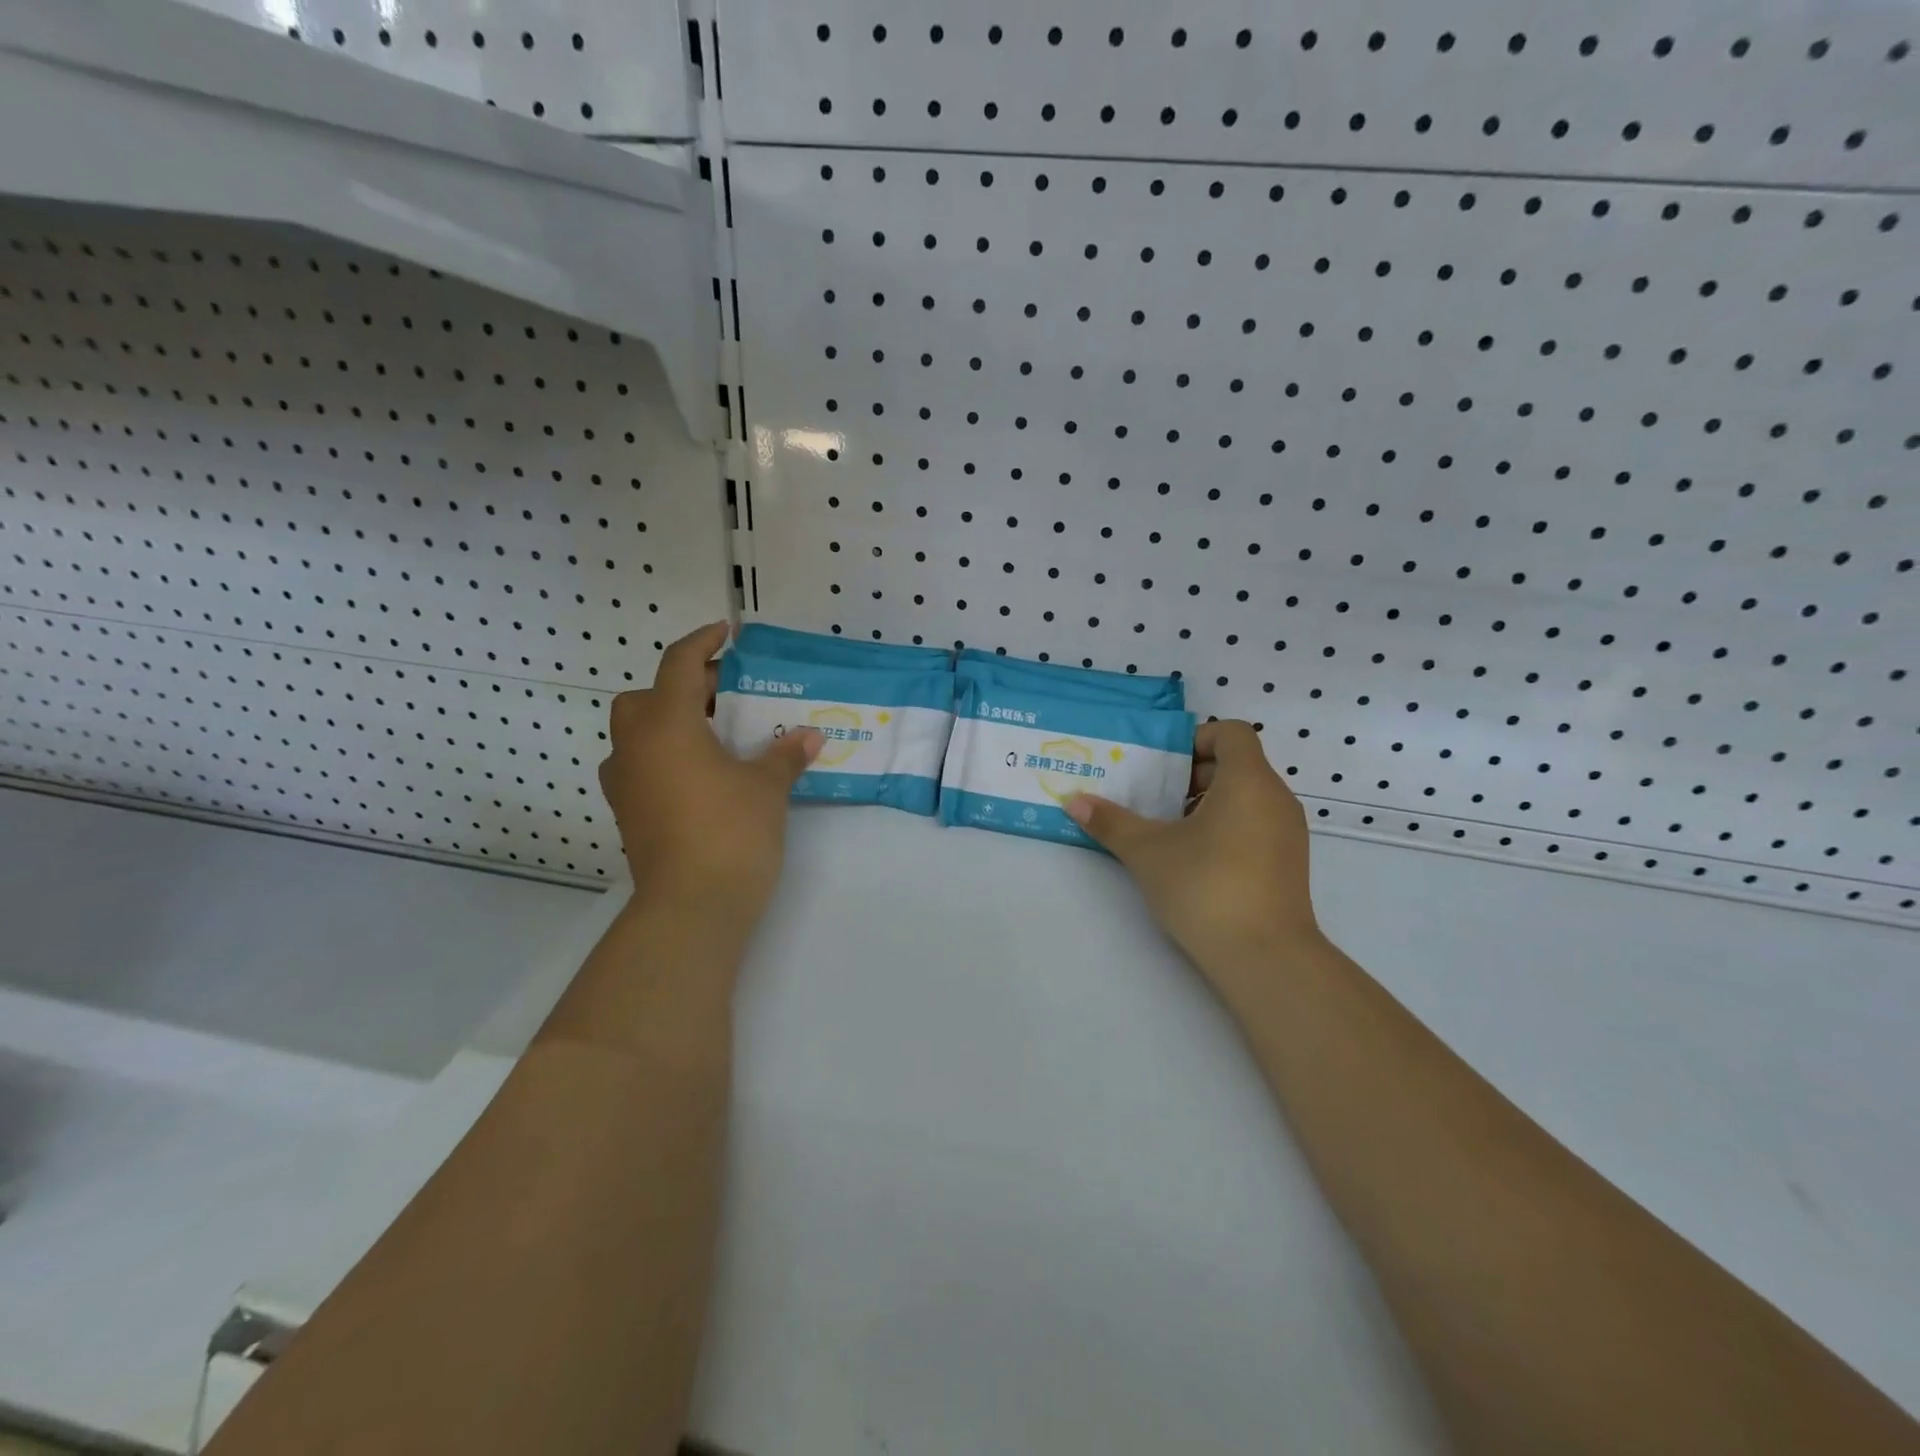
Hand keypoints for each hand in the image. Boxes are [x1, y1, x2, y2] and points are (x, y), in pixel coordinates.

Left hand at [600, 623, 820, 918]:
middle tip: (725, 699)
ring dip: (669, 724)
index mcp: (666, 725)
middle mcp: (634, 747)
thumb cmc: (730, 832)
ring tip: (715, 739)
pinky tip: (701, 777)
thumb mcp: (767, 787)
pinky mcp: (627, 814)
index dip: (702, 642)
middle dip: (682, 688)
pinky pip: (640, 766)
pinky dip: (664, 757)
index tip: (727, 633)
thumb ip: (786, 754)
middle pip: (645, 697)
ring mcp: (625, 783)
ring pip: (637, 734)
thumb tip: (811, 734)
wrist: (691, 908)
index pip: (678, 664)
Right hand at [1066, 721, 1320, 994]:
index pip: (1231, 732)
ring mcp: (1288, 833)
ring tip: (1168, 831)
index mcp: (1248, 781)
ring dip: (1206, 803)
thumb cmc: (1206, 888)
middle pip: (1236, 764)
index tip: (1162, 765)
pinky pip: (1255, 825)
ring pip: (1246, 797)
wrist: (1266, 958)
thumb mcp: (1148, 852)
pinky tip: (1194, 860)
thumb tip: (1074, 801)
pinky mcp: (1288, 863)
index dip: (1195, 738)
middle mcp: (1276, 798)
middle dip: (1191, 775)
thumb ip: (1111, 822)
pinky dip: (1226, 827)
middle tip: (1154, 798)